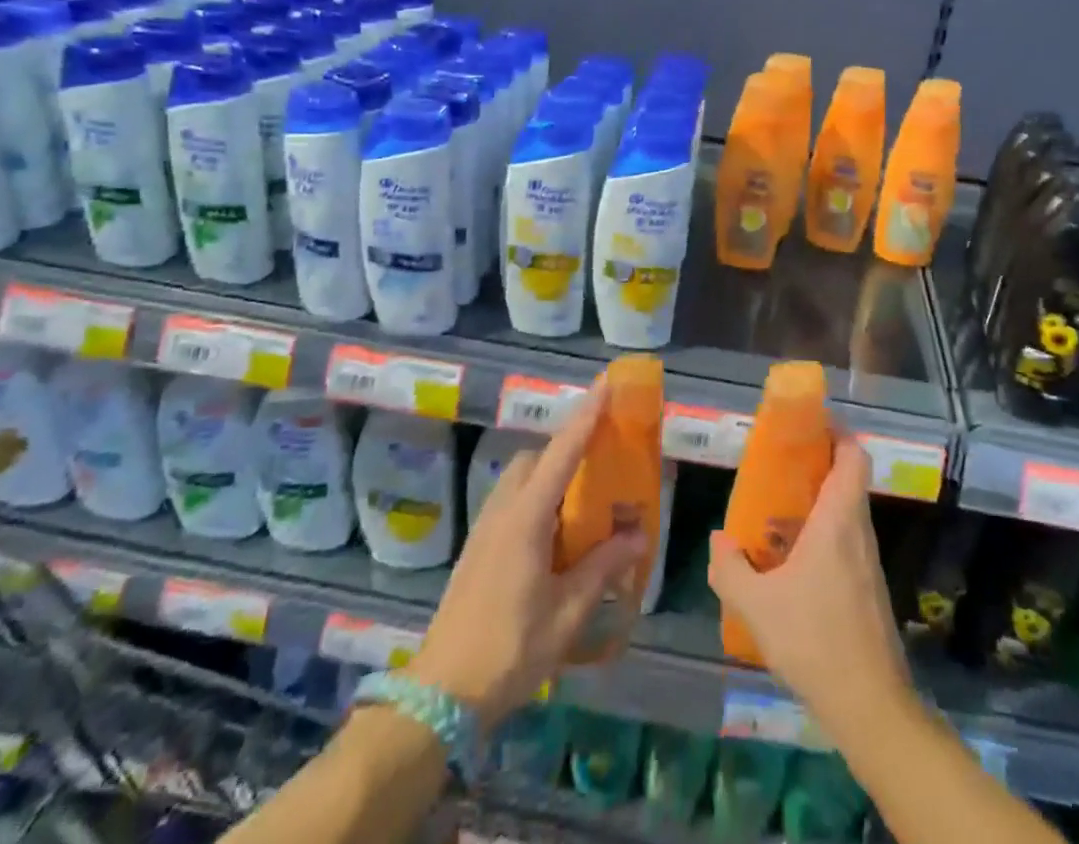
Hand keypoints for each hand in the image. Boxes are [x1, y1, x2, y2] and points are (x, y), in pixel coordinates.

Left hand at [408, 379, 646, 729]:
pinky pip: (514, 500)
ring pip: (522, 478)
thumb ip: (604, 566)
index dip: (586, 415)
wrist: (440, 695)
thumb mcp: (568, 612)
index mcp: (526, 518)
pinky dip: (539, 494)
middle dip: (569, 444)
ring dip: (552, 470)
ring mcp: (486, 527)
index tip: (607, 383)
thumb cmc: (510, 650)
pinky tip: (557, 529)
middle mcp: (504, 510)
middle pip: (537, 458)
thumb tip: (638, 532)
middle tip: (604, 453)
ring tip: (585, 492)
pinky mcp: (479, 546)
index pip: (562, 452)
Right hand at [707, 435, 912, 731]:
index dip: (838, 433)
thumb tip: (718, 539)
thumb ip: (730, 569)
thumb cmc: (814, 639)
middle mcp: (859, 530)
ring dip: (819, 504)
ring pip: (848, 512)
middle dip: (817, 466)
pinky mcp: (870, 587)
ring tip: (778, 514)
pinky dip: (824, 535)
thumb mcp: (756, 605)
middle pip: (848, 479)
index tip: (809, 426)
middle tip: (780, 469)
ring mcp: (868, 560)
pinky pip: (848, 542)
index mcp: (838, 519)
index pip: (854, 455)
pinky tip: (794, 563)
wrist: (869, 703)